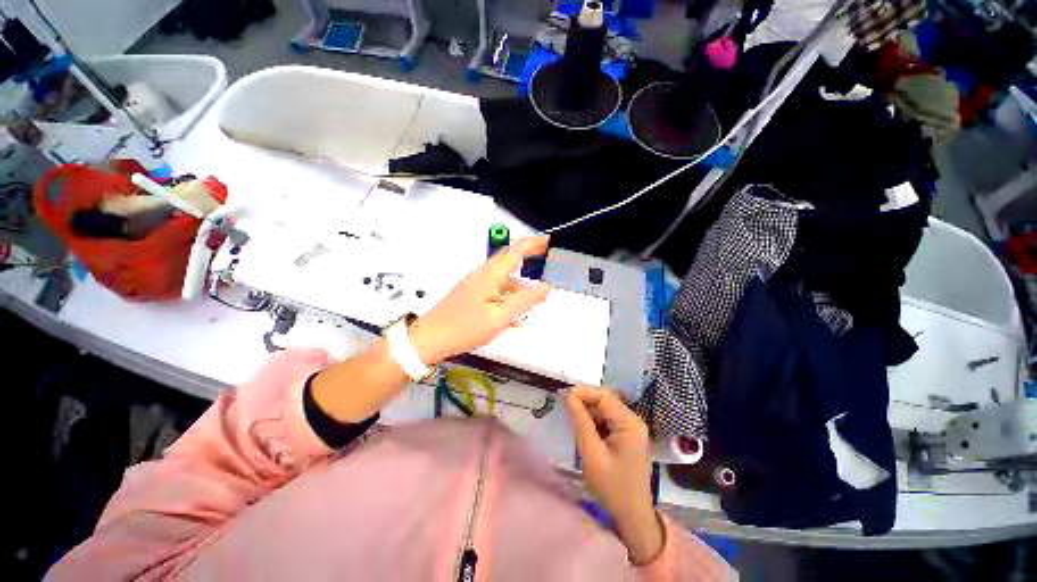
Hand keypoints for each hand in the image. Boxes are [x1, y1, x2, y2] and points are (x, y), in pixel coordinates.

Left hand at [409, 236, 551, 364]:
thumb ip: (524, 301)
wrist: (430, 338)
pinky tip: (516, 315)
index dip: (533, 243)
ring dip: (521, 282)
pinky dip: (509, 296)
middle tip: (545, 256)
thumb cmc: (464, 327)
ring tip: (535, 296)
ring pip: (504, 277)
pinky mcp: (473, 294)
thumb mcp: (499, 317)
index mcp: (491, 274)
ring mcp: (477, 284)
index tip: (548, 241)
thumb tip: (546, 287)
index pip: (516, 250)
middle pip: (510, 259)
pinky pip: (496, 290)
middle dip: (528, 255)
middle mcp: (483, 274)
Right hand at [567, 386, 663, 565]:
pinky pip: (609, 419)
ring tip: (572, 417)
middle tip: (565, 406)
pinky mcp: (628, 435)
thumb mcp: (591, 453)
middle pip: (606, 400)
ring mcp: (632, 428)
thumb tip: (569, 396)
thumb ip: (581, 421)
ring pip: (606, 409)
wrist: (632, 515)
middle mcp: (634, 420)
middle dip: (585, 401)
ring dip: (589, 411)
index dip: (583, 392)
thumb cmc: (611, 486)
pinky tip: (585, 428)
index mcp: (629, 423)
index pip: (604, 396)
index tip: (563, 395)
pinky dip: (595, 420)